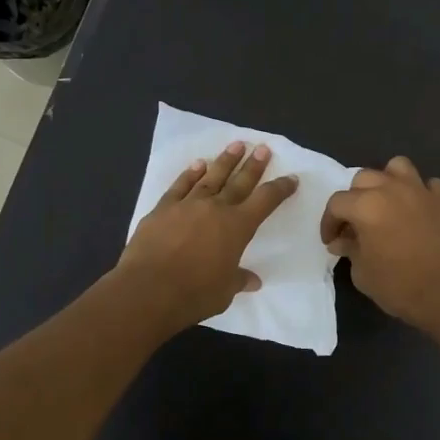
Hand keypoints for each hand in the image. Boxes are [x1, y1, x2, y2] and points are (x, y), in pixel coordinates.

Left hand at [118, 141, 297, 332]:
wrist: (148, 289)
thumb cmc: (194, 293)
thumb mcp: (224, 291)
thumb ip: (238, 280)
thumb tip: (253, 281)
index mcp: (237, 227)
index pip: (265, 201)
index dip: (280, 189)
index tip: (291, 179)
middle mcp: (215, 208)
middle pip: (240, 181)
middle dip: (254, 165)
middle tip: (263, 148)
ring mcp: (187, 205)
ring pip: (211, 177)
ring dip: (225, 161)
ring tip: (236, 145)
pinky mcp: (162, 209)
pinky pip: (180, 185)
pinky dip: (190, 174)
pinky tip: (197, 165)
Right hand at [320, 157, 439, 333]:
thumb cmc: (398, 285)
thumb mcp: (362, 273)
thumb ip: (350, 249)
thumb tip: (342, 241)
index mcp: (366, 205)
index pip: (337, 203)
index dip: (329, 222)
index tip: (331, 241)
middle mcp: (391, 189)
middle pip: (363, 179)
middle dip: (354, 199)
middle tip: (355, 224)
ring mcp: (420, 191)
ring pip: (397, 167)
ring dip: (386, 182)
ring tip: (385, 204)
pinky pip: (427, 184)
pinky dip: (418, 193)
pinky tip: (416, 211)